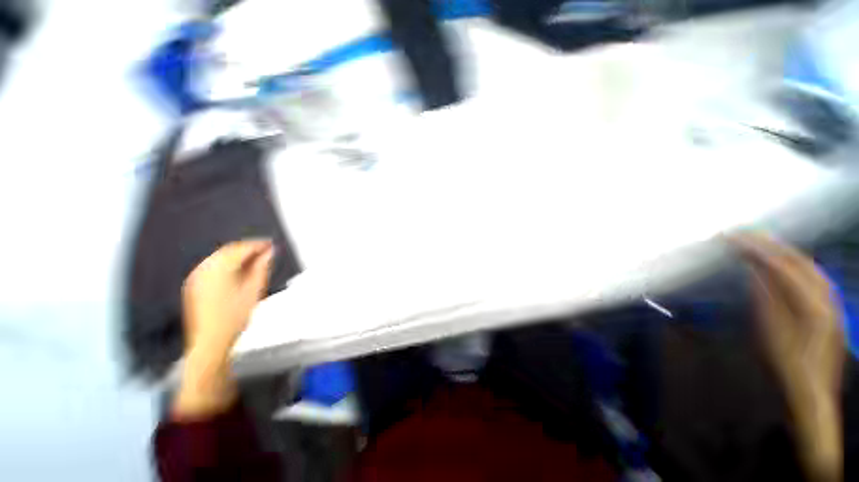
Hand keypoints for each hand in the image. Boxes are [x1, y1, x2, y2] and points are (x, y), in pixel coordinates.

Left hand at [182, 239, 273, 356]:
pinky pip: (211, 266)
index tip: (271, 245)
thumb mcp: (254, 290)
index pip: (241, 248)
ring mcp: (196, 276)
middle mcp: (204, 268)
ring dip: (237, 255)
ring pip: (219, 257)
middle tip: (265, 251)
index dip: (258, 245)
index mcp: (219, 269)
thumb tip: (268, 252)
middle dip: (247, 248)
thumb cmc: (235, 317)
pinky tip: (237, 270)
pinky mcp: (193, 284)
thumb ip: (261, 267)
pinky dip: (226, 263)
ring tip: (254, 260)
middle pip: (228, 250)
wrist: (210, 342)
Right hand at [731, 233, 842, 480]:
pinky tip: (784, 264)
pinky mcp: (832, 308)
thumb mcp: (771, 332)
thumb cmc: (787, 365)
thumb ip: (766, 296)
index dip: (756, 248)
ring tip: (761, 242)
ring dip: (784, 251)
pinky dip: (796, 264)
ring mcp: (832, 301)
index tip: (731, 237)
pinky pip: (814, 277)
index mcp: (812, 302)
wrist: (811, 393)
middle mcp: (827, 295)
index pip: (781, 265)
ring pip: (809, 266)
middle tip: (744, 233)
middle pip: (799, 260)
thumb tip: (754, 268)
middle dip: (771, 243)